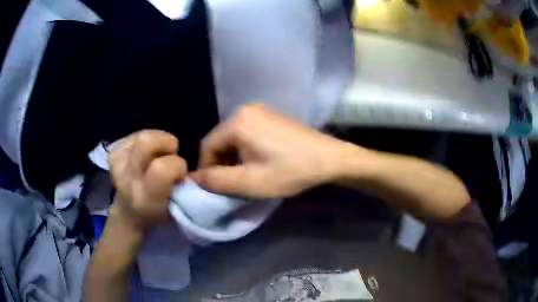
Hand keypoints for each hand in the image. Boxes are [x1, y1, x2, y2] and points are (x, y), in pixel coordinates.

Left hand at [109, 130, 186, 232]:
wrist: (129, 211)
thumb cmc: (157, 210)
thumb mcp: (175, 206)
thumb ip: (181, 184)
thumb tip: (181, 162)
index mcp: (144, 198)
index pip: (161, 169)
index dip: (177, 165)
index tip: (180, 174)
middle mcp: (126, 179)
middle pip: (146, 142)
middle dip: (167, 141)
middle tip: (171, 154)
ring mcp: (116, 163)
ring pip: (144, 134)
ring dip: (159, 140)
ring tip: (159, 154)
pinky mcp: (113, 152)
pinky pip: (138, 133)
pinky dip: (149, 139)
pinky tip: (148, 153)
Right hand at [192, 103, 364, 198]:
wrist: (330, 159)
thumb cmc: (290, 171)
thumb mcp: (250, 182)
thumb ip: (217, 180)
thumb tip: (194, 177)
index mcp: (237, 121)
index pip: (207, 145)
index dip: (206, 168)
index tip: (214, 187)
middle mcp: (245, 110)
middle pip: (220, 140)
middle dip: (220, 163)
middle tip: (231, 183)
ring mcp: (261, 111)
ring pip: (233, 138)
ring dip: (233, 158)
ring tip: (244, 175)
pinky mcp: (271, 116)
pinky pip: (247, 133)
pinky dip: (245, 149)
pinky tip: (257, 162)